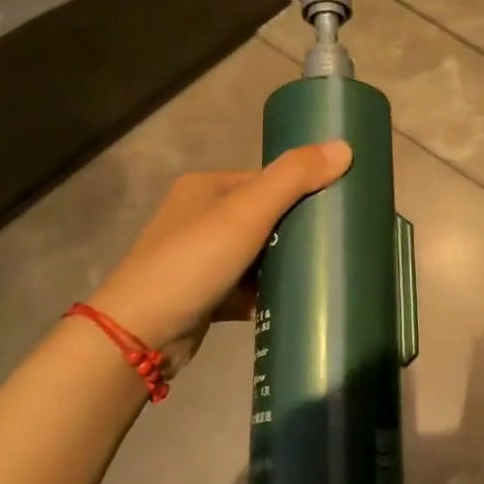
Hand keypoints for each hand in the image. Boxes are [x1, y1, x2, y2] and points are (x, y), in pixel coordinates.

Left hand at [87, 141, 351, 373]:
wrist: (138, 336)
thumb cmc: (193, 262)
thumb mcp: (247, 213)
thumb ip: (294, 178)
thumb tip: (345, 146)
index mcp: (207, 188)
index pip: (267, 180)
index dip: (303, 190)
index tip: (340, 208)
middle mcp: (200, 218)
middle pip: (265, 217)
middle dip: (298, 231)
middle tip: (337, 244)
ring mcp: (200, 260)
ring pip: (257, 255)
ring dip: (285, 264)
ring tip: (327, 272)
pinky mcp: (204, 297)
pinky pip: (247, 288)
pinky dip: (268, 294)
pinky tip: (297, 302)